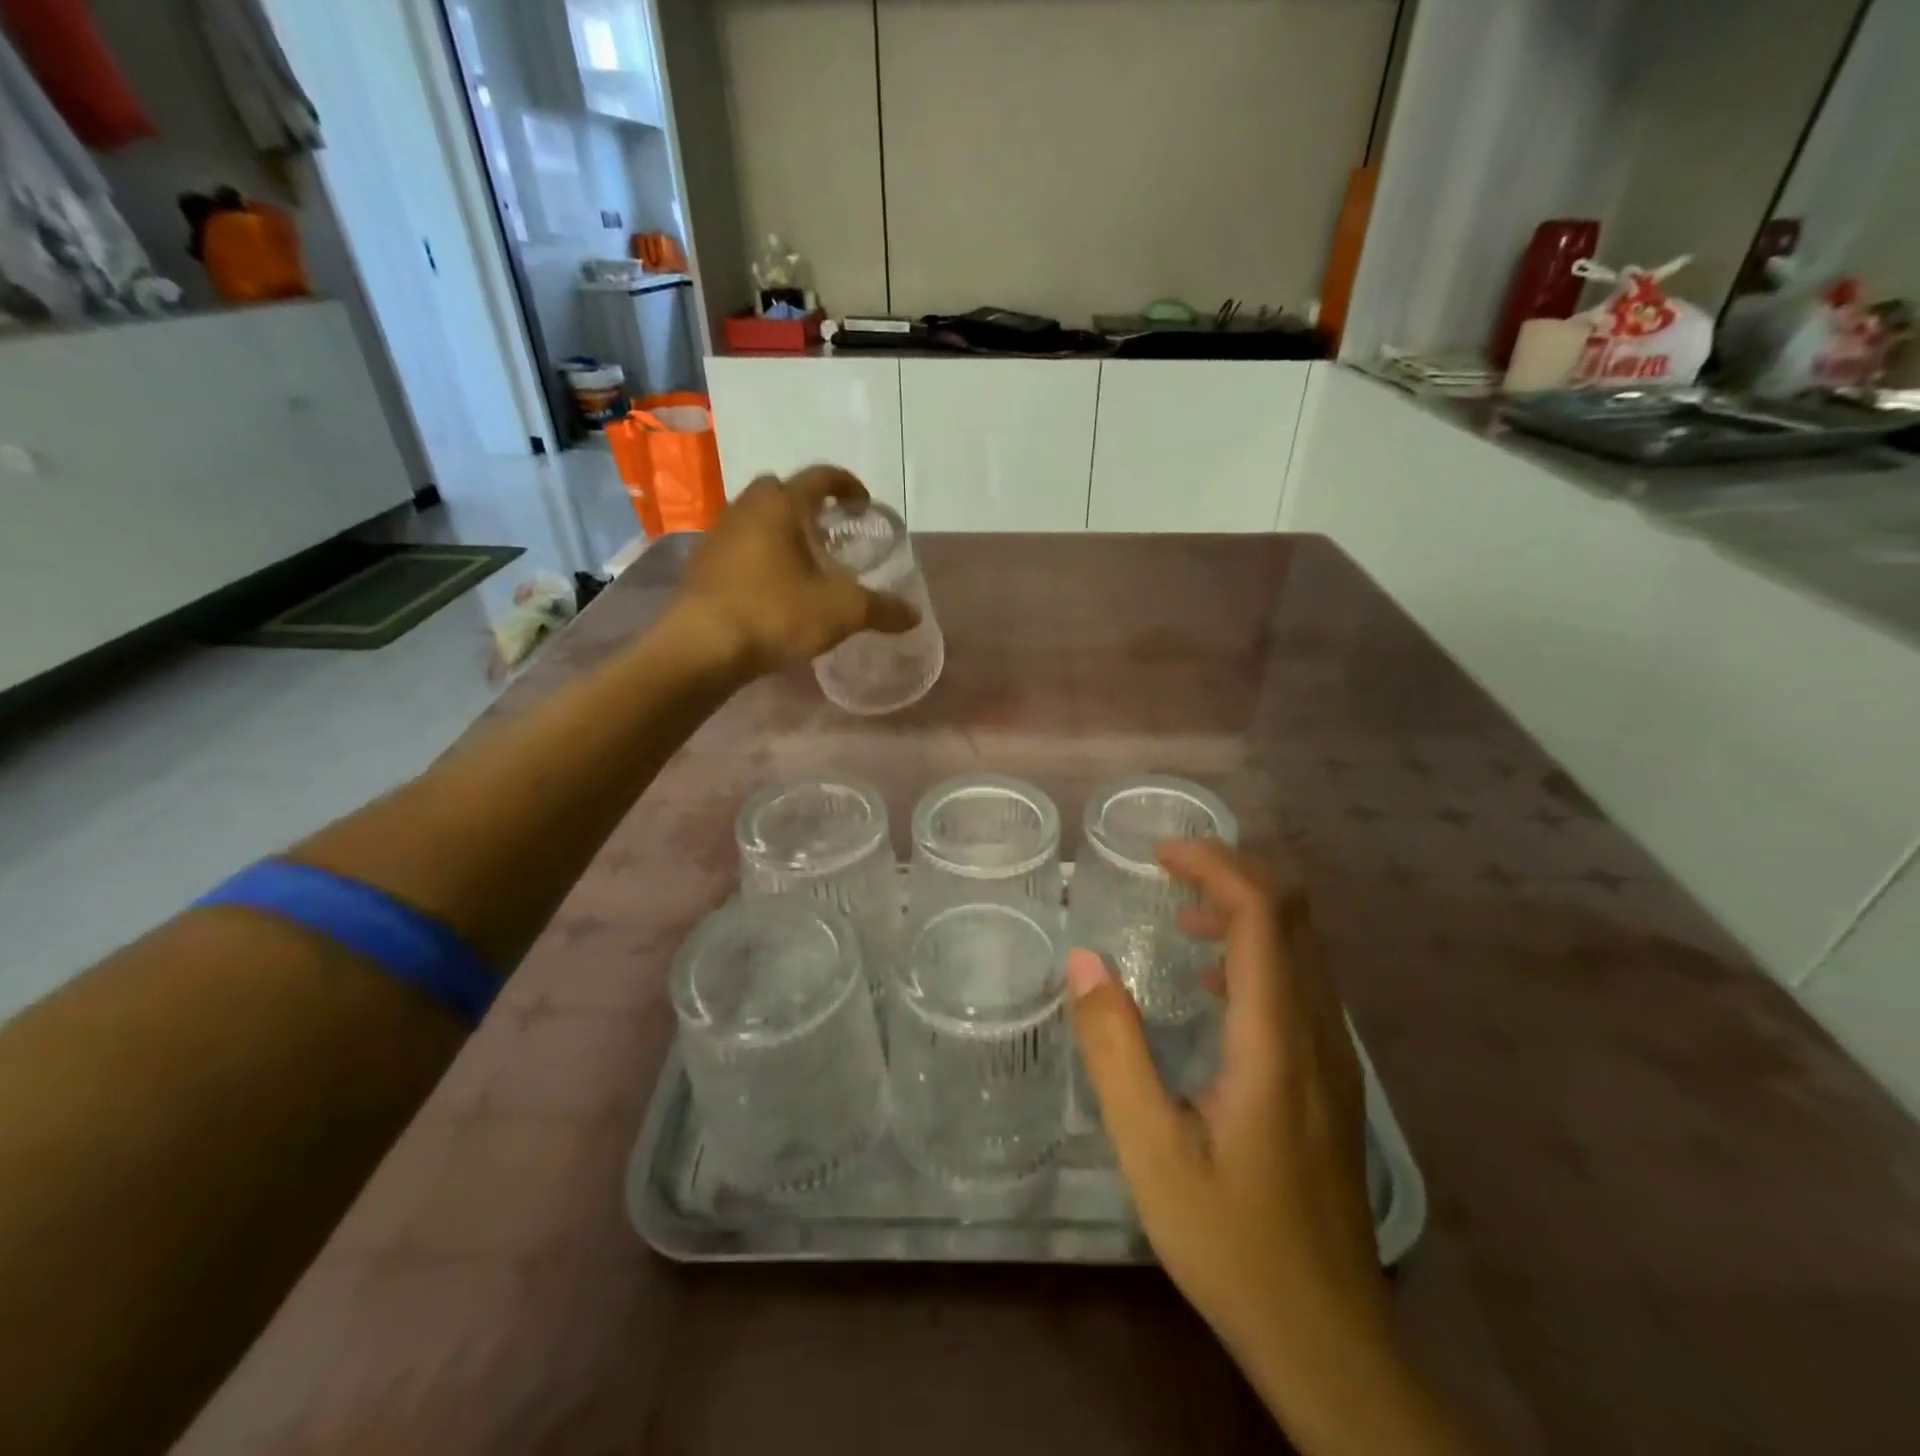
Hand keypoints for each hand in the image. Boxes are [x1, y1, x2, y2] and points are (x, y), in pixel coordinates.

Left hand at [672, 466, 917, 673]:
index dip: (848, 485)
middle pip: (780, 490)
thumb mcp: (841, 612)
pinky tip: (770, 587)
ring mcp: (718, 535)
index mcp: (782, 505)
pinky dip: (757, 555)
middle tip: (827, 532)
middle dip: (807, 504)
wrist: (702, 647)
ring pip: (754, 517)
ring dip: (778, 530)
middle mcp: (746, 508)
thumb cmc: (776, 614)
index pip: (821, 476)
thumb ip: (881, 609)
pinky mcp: (701, 564)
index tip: (863, 505)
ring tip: (800, 561)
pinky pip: (737, 546)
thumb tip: (913, 615)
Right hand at [1068, 842, 1421, 1448]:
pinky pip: (1302, 982)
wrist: (1328, 1339)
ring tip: (1181, 914)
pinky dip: (1258, 951)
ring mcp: (1335, 1056)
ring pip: (1303, 946)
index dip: (1216, 865)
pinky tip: (1213, 985)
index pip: (1263, 913)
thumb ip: (1115, 1049)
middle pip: (1294, 914)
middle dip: (1233, 871)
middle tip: (1169, 868)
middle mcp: (1318, 1032)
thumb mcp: (1150, 1150)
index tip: (1161, 853)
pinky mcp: (1332, 1079)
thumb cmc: (1232, 1242)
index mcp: (1276, 1039)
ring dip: (1246, 909)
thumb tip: (1083, 961)